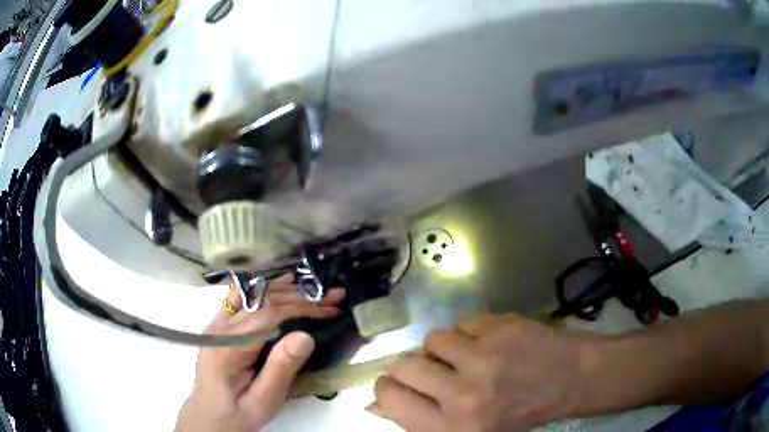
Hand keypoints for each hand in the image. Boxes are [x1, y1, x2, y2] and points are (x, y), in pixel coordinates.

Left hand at [176, 275, 345, 431]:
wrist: (208, 417)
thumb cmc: (238, 414)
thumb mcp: (263, 401)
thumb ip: (280, 369)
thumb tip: (305, 335)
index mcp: (228, 347)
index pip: (268, 315)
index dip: (302, 308)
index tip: (330, 310)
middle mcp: (219, 328)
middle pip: (262, 301)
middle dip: (300, 297)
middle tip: (333, 296)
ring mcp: (217, 324)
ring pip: (252, 295)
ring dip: (286, 291)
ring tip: (316, 289)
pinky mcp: (219, 326)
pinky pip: (241, 299)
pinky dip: (265, 290)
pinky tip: (282, 284)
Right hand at [371, 313, 587, 430]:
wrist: (572, 380)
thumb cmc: (519, 414)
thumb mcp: (468, 430)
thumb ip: (421, 419)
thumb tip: (374, 405)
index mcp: (453, 428)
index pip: (390, 399)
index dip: (387, 388)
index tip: (397, 384)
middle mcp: (464, 395)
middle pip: (405, 365)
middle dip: (413, 366)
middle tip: (435, 370)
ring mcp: (484, 356)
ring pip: (433, 339)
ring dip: (446, 348)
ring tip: (470, 357)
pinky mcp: (501, 327)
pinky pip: (462, 322)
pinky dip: (471, 331)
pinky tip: (492, 343)